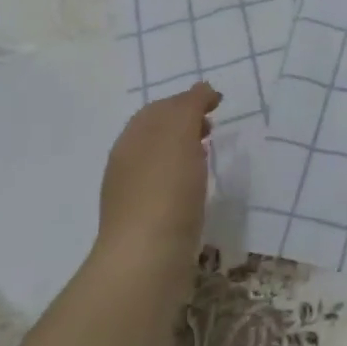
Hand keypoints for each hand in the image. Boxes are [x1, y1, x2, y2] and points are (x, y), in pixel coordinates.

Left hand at [97, 84, 221, 274]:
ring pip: (161, 159)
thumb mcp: (179, 136)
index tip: (219, 100)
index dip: (188, 99)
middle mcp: (128, 162)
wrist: (147, 257)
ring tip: (209, 152)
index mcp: (132, 138)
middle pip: (157, 132)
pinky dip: (183, 174)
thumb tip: (201, 88)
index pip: (160, 108)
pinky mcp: (147, 220)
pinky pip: (166, 185)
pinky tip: (198, 185)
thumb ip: (189, 107)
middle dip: (184, 122)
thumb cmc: (166, 190)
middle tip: (214, 123)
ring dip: (184, 148)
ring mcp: (134, 193)